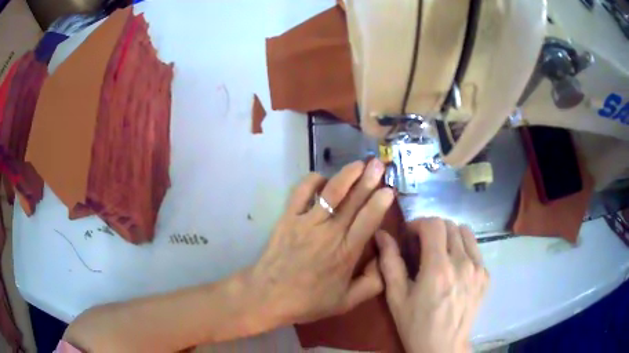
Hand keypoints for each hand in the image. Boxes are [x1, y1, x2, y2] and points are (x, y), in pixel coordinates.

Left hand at [251, 159, 394, 323]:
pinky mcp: (288, 217)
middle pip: (352, 201)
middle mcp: (328, 233)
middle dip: (368, 180)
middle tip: (379, 164)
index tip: (389, 188)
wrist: (267, 296)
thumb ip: (372, 284)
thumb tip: (384, 260)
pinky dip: (313, 181)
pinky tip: (323, 178)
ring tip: (359, 164)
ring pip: (330, 192)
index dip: (380, 203)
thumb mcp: (346, 303)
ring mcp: (306, 222)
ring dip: (346, 175)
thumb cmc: (308, 301)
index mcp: (346, 253)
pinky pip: (301, 192)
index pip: (368, 221)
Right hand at [376, 218, 488, 352]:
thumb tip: (383, 235)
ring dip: (449, 236)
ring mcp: (478, 269)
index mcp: (438, 269)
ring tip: (439, 253)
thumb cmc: (416, 325)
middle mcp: (462, 263)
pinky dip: (463, 249)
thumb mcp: (396, 298)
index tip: (409, 236)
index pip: (433, 225)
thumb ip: (390, 263)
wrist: (444, 347)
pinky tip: (454, 267)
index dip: (418, 224)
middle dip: (432, 229)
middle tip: (421, 246)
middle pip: (450, 225)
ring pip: (465, 233)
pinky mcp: (486, 276)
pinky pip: (475, 249)